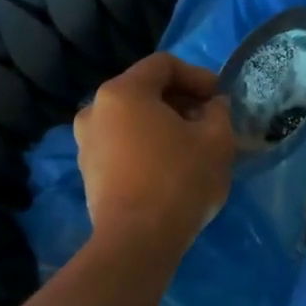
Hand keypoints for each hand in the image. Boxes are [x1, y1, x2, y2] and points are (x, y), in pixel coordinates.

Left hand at [74, 53, 234, 257]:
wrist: (138, 240)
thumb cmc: (180, 180)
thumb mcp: (216, 140)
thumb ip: (218, 111)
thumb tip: (213, 105)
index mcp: (123, 92)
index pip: (164, 65)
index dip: (198, 75)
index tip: (219, 99)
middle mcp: (95, 109)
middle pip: (145, 90)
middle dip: (181, 100)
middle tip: (210, 121)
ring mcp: (86, 142)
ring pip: (132, 119)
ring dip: (164, 124)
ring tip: (192, 146)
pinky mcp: (88, 171)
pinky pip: (122, 143)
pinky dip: (146, 145)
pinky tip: (170, 167)